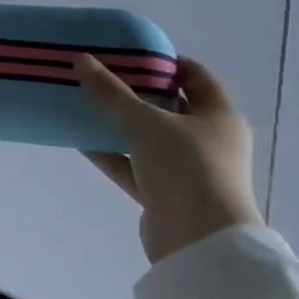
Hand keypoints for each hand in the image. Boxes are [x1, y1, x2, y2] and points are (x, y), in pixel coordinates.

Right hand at [76, 55, 262, 263]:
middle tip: (99, 73)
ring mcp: (188, 170)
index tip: (128, 52)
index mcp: (219, 116)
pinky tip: (80, 139)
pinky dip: (111, 153)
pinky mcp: (166, 195)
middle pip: (168, 105)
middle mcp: (208, 140)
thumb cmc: (186, 169)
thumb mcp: (145, 122)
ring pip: (147, 137)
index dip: (164, 60)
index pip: (194, 75)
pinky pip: (134, 166)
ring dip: (118, 122)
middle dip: (133, 90)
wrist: (200, 246)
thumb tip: (81, 59)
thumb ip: (111, 92)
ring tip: (83, 102)